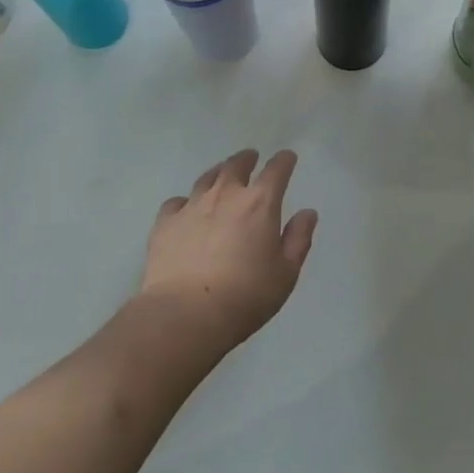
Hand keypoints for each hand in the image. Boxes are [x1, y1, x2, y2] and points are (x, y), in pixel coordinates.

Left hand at [138, 149, 317, 354]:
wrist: (185, 315)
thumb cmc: (245, 296)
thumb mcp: (285, 274)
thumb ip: (298, 239)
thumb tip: (307, 213)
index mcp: (259, 203)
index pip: (276, 170)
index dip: (284, 161)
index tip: (287, 158)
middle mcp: (225, 195)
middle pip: (236, 165)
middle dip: (247, 159)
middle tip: (251, 158)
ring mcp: (192, 206)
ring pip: (206, 178)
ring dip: (218, 173)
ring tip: (221, 175)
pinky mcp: (165, 223)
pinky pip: (176, 203)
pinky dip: (185, 202)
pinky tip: (185, 210)